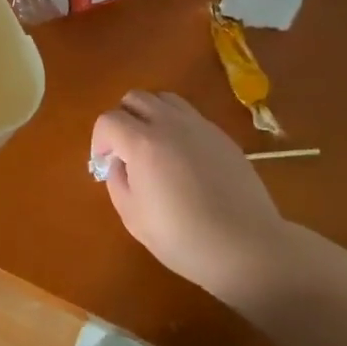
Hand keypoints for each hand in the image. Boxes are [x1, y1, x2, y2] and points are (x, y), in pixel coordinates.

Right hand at [91, 91, 293, 304]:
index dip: (99, 140)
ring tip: (152, 144)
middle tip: (125, 150)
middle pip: (134, 98)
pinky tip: (182, 156)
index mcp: (143, 143)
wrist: (247, 247)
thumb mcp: (133, 217)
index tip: (103, 163)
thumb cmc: (184, 238)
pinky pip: (189, 114)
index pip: (108, 120)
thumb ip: (117, 181)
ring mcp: (199, 126)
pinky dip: (175, 124)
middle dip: (122, 119)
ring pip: (163, 98)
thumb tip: (119, 163)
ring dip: (149, 114)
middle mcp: (170, 124)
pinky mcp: (221, 135)